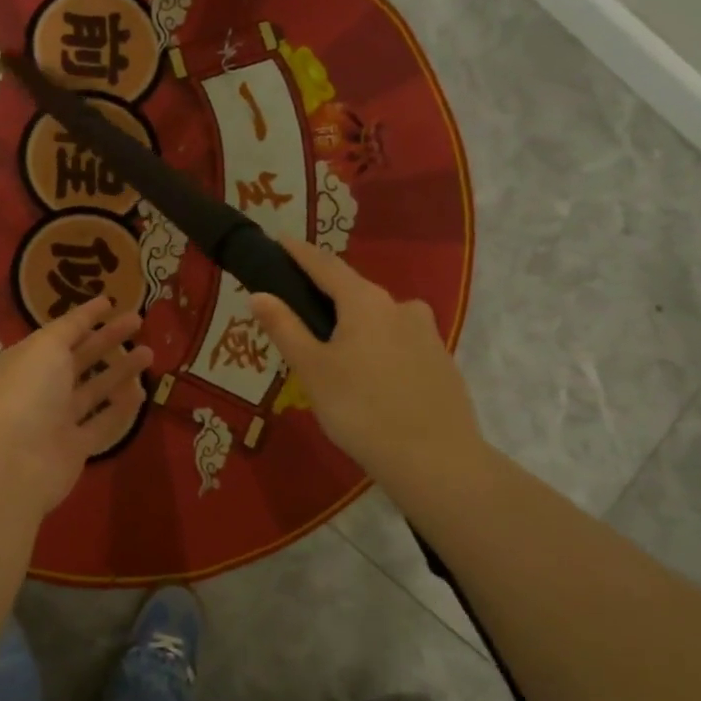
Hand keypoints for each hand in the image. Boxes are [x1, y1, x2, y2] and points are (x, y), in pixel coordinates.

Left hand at [0, 297, 153, 512]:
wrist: (14, 461)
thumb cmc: (28, 392)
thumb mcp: (46, 346)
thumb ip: (69, 329)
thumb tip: (84, 316)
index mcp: (29, 359)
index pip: (60, 333)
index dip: (84, 317)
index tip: (110, 302)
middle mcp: (42, 387)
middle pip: (79, 359)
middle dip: (108, 340)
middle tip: (138, 321)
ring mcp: (58, 419)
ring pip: (94, 390)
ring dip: (120, 371)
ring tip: (149, 353)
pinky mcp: (74, 448)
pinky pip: (102, 424)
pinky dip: (121, 408)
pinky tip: (142, 392)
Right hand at [249, 237, 484, 483]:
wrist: (435, 459)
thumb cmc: (361, 409)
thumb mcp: (312, 369)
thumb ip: (285, 328)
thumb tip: (259, 294)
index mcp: (365, 302)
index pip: (326, 266)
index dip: (300, 253)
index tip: (281, 240)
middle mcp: (400, 307)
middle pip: (356, 291)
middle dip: (328, 295)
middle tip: (301, 310)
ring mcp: (427, 333)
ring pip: (381, 318)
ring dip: (356, 324)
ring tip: (336, 352)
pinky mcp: (441, 361)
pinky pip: (400, 342)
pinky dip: (379, 347)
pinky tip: (371, 377)